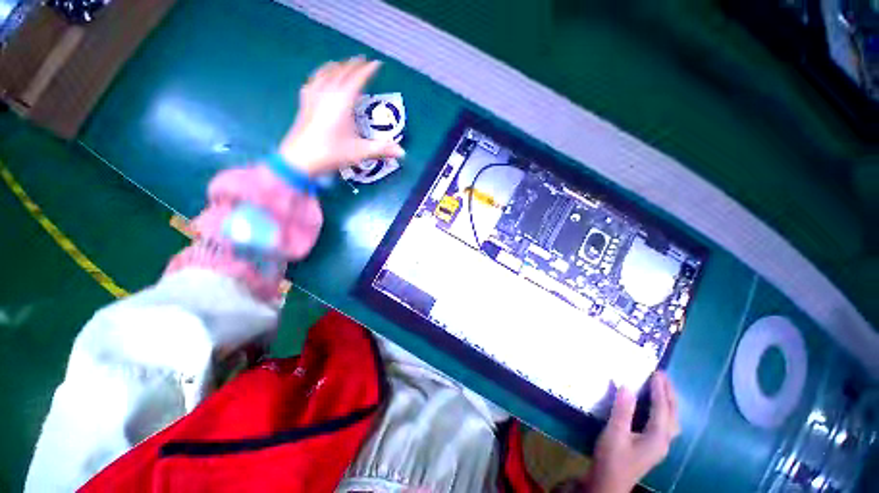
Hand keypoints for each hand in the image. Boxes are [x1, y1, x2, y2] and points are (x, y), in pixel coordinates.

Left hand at [278, 56, 404, 176]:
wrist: (300, 159)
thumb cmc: (332, 153)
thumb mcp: (360, 152)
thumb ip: (382, 149)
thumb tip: (402, 152)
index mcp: (343, 101)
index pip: (357, 79)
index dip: (368, 70)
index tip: (376, 63)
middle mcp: (328, 93)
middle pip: (341, 72)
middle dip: (352, 65)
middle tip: (362, 61)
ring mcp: (313, 97)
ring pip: (325, 73)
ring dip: (336, 67)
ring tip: (341, 64)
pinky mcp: (304, 104)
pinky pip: (312, 82)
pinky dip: (319, 76)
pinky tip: (318, 78)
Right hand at [587, 372, 680, 492]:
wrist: (609, 483)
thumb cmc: (612, 458)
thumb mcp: (615, 433)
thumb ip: (622, 410)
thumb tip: (627, 385)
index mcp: (657, 437)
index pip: (662, 409)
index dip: (660, 390)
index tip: (657, 372)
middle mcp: (663, 441)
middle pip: (673, 415)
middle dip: (669, 394)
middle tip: (663, 376)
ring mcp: (659, 446)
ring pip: (671, 421)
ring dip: (668, 403)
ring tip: (662, 388)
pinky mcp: (652, 447)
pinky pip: (664, 424)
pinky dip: (663, 411)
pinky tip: (655, 409)